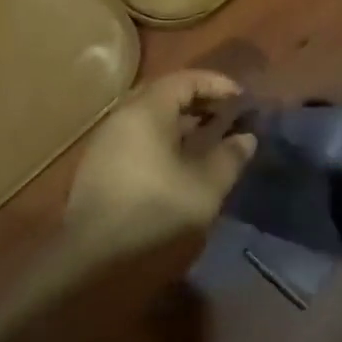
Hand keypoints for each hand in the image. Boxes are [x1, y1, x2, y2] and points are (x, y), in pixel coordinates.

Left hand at [65, 70, 255, 252]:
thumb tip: (246, 138)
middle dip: (199, 101)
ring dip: (181, 122)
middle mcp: (121, 117)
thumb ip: (229, 157)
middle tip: (229, 116)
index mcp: (145, 111)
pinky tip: (181, 163)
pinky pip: (137, 138)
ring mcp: (106, 142)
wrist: (95, 262)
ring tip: (210, 139)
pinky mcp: (99, 167)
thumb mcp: (205, 187)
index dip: (217, 85)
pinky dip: (163, 139)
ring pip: (149, 118)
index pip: (185, 80)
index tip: (243, 100)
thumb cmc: (157, 214)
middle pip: (164, 94)